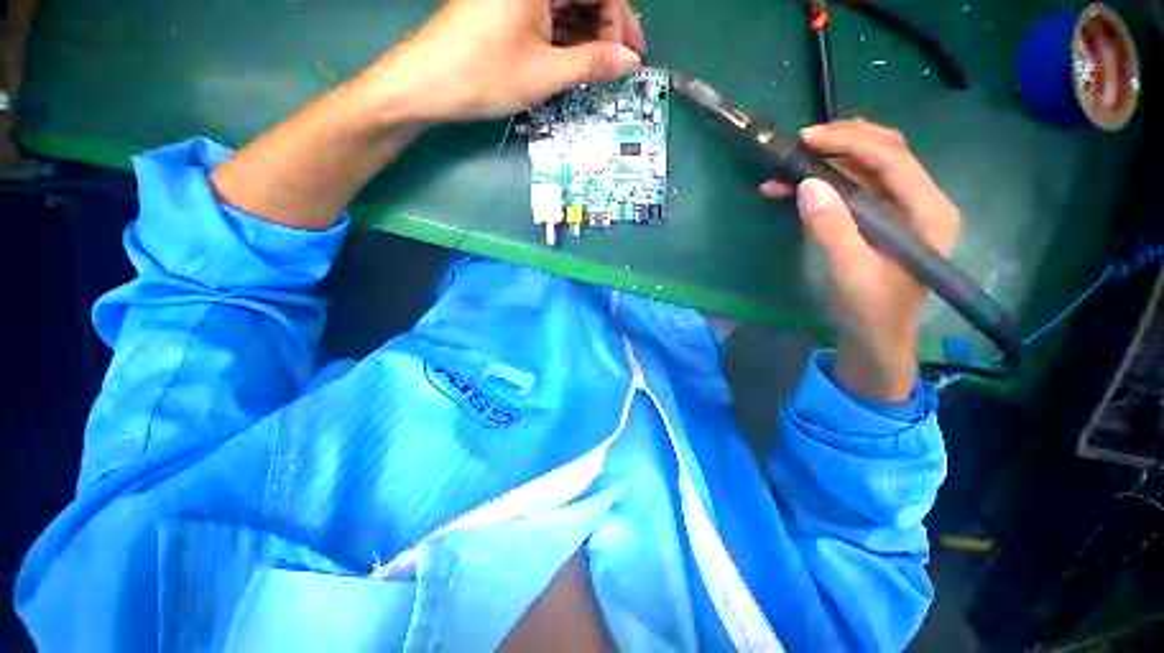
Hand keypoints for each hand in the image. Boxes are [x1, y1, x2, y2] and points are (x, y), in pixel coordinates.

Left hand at [363, 0, 645, 122]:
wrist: (425, 85)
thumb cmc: (484, 76)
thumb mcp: (544, 73)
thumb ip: (591, 63)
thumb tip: (629, 61)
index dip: (621, 20)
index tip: (632, 54)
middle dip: (607, 28)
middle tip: (619, 64)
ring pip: (566, 6)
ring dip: (587, 35)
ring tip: (600, 69)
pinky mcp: (506, 9)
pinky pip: (547, 16)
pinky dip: (565, 38)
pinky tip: (575, 60)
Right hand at [760, 120, 960, 401]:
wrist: (874, 338)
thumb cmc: (869, 310)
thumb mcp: (850, 273)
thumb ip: (832, 228)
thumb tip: (806, 184)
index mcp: (928, 212)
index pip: (893, 159)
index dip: (850, 142)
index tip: (807, 138)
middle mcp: (920, 202)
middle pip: (886, 152)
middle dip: (843, 141)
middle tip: (801, 141)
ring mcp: (899, 209)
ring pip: (867, 167)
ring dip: (829, 161)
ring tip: (789, 162)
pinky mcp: (878, 219)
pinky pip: (853, 189)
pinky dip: (823, 183)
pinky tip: (792, 187)